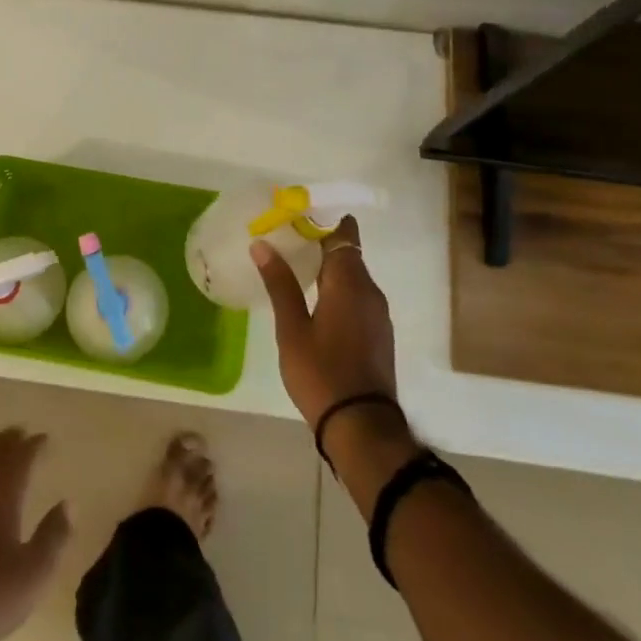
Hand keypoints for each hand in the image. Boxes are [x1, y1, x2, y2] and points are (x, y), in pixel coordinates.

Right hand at [251, 214, 396, 427]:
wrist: (362, 427)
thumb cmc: (321, 374)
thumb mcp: (292, 329)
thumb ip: (280, 284)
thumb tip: (262, 244)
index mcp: (349, 283)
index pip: (343, 233)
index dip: (323, 219)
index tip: (297, 214)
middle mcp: (369, 291)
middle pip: (347, 252)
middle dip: (320, 241)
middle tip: (285, 237)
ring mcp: (377, 313)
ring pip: (352, 275)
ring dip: (328, 265)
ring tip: (294, 264)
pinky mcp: (377, 332)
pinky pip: (357, 295)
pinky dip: (337, 287)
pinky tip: (313, 298)